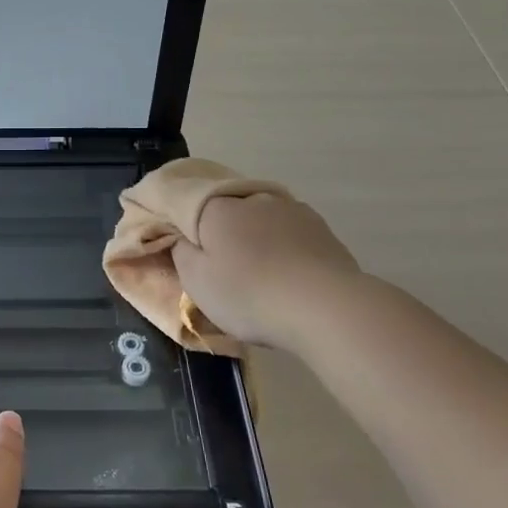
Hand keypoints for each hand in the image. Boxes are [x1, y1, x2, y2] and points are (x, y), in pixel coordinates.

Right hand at [172, 191, 360, 348]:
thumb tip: (183, 238)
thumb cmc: (247, 293)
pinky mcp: (323, 231)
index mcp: (217, 207)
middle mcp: (254, 199)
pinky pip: (290, 236)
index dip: (182, 226)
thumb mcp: (196, 281)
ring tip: (258, 275)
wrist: (326, 308)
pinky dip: (283, 250)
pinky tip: (286, 277)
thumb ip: (181, 253)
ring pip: (262, 222)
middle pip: (227, 212)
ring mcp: (293, 211)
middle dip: (221, 233)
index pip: (187, 204)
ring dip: (255, 241)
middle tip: (220, 267)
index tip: (182, 249)